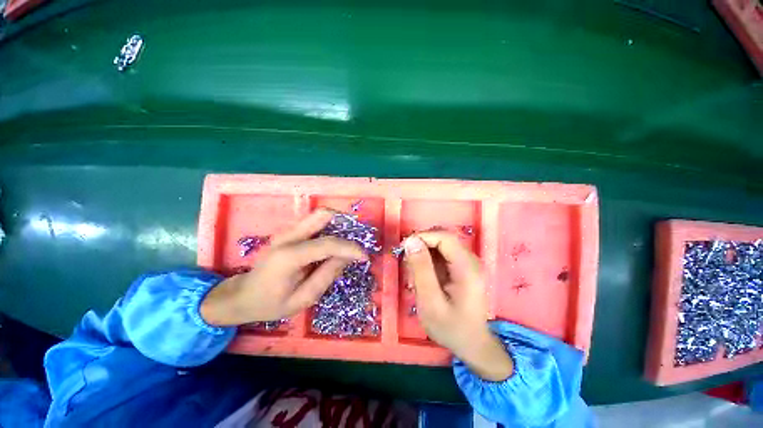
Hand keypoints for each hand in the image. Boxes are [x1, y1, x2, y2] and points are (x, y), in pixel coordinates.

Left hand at [201, 209, 366, 325]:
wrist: (243, 295)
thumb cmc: (271, 303)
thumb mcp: (302, 299)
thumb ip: (327, 275)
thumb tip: (347, 257)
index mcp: (289, 256)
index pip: (327, 244)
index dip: (350, 248)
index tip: (364, 256)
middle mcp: (288, 236)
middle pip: (322, 215)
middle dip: (345, 223)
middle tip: (357, 239)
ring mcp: (287, 231)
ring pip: (319, 215)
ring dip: (339, 223)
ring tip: (349, 240)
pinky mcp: (289, 232)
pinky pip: (315, 222)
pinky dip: (330, 226)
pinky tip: (335, 241)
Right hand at [404, 232, 512, 380]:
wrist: (472, 344)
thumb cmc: (451, 328)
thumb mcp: (430, 302)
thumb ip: (421, 269)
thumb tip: (411, 241)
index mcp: (467, 268)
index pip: (445, 238)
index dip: (423, 237)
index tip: (404, 247)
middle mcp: (471, 261)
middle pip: (443, 240)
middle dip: (422, 246)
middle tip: (406, 262)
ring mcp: (468, 264)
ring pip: (442, 246)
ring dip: (424, 253)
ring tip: (413, 272)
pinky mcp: (463, 268)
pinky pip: (443, 255)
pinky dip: (429, 260)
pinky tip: (423, 276)